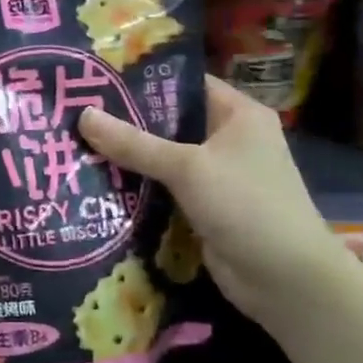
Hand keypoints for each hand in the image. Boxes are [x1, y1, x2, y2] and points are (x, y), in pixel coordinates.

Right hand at [80, 76, 348, 320]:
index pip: (185, 84)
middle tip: (76, 115)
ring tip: (76, 146)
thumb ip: (134, 143)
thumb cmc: (246, 206)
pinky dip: (138, 189)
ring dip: (128, 159)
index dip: (143, 81)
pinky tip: (98, 184)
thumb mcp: (187, 168)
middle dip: (127, 123)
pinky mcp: (204, 208)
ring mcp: (217, 176)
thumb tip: (83, 115)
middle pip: (170, 122)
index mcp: (238, 114)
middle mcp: (229, 139)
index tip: (97, 80)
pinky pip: (164, 189)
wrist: (287, 281)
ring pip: (164, 158)